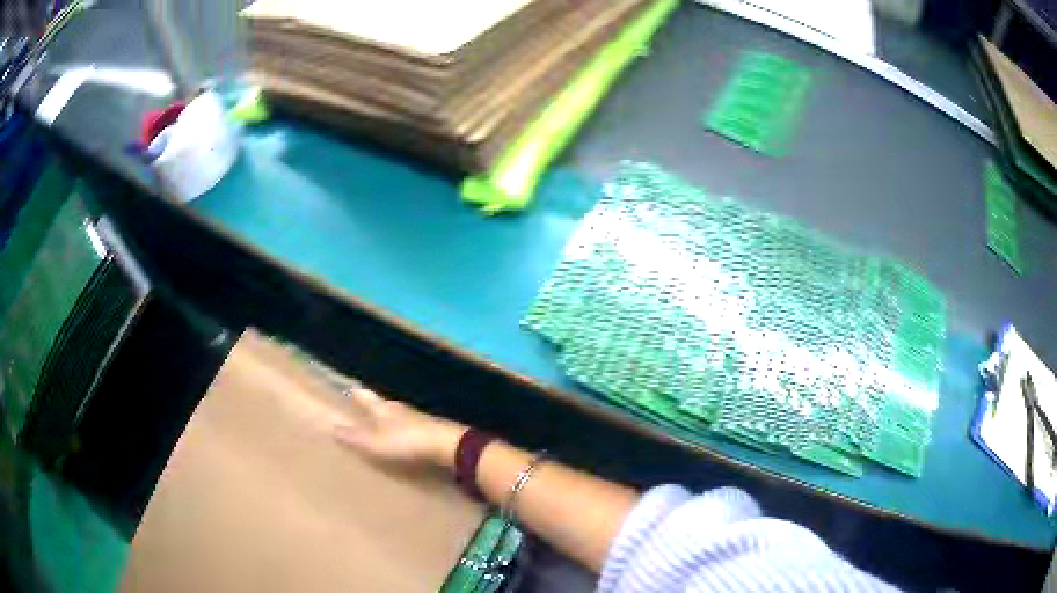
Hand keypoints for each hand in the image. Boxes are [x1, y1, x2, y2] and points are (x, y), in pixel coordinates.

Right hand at [334, 386, 464, 469]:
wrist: (447, 445)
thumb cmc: (407, 442)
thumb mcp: (376, 443)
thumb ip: (355, 437)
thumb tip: (332, 426)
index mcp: (383, 408)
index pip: (366, 396)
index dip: (357, 393)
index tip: (349, 388)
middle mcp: (399, 408)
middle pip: (381, 404)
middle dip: (372, 405)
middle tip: (360, 407)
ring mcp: (417, 418)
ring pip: (397, 414)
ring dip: (388, 418)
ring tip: (378, 424)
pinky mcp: (430, 429)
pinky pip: (410, 427)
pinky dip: (402, 430)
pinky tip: (402, 438)